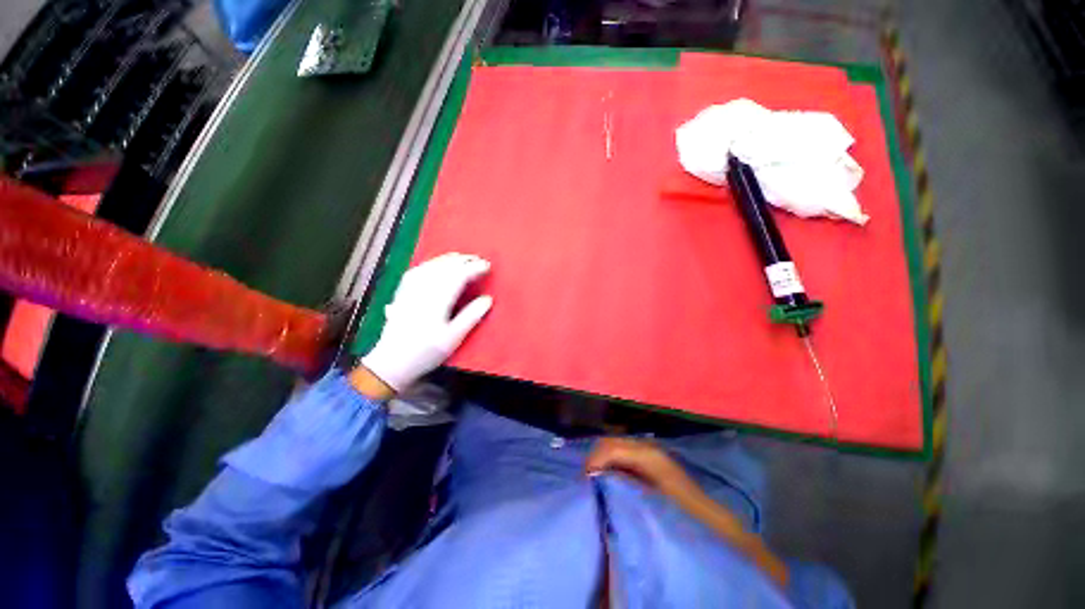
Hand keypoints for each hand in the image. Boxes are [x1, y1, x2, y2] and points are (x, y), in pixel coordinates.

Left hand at [361, 253, 492, 392]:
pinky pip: (419, 269)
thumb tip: (488, 298)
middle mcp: (423, 289)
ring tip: (463, 259)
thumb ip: (471, 316)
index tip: (487, 266)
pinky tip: (437, 264)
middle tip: (479, 261)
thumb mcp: (453, 338)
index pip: (459, 275)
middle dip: (464, 260)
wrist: (392, 362)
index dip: (474, 268)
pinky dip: (432, 263)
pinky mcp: (403, 291)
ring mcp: (410, 289)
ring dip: (449, 259)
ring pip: (432, 265)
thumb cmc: (426, 352)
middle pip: (445, 266)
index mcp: (437, 300)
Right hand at [585, 438, 702, 505]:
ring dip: (602, 458)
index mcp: (645, 454)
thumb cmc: (677, 510)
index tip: (585, 480)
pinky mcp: (648, 456)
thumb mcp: (646, 499)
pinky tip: (609, 476)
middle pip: (609, 441)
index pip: (610, 448)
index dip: (594, 461)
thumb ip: (621, 483)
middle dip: (595, 457)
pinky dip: (610, 460)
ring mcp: (646, 449)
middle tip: (587, 480)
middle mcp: (644, 445)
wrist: (704, 515)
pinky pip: (622, 451)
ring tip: (595, 478)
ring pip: (614, 444)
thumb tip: (597, 478)